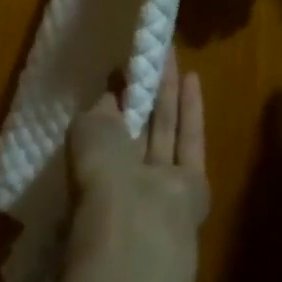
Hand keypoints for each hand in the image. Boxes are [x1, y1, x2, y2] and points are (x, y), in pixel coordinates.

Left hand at [67, 49, 209, 267]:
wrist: (138, 227)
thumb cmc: (101, 174)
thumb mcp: (87, 128)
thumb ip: (102, 108)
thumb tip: (113, 92)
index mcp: (93, 164)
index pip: (106, 123)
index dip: (116, 93)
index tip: (126, 63)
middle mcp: (125, 173)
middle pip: (138, 124)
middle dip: (145, 88)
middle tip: (153, 53)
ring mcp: (161, 180)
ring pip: (165, 128)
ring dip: (169, 91)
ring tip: (172, 54)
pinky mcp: (193, 184)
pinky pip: (191, 141)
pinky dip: (192, 110)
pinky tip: (193, 77)